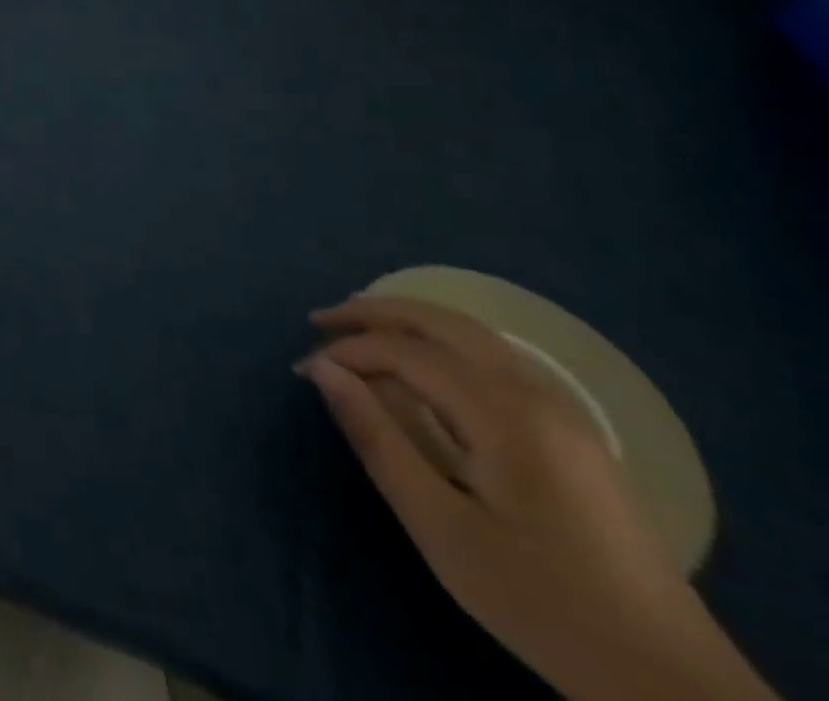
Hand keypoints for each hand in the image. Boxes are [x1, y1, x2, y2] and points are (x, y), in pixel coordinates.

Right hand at [300, 297, 776, 700]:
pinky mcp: (573, 429)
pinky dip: (443, 342)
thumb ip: (378, 439)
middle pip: (441, 321)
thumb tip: (323, 371)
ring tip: (358, 332)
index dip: (348, 352)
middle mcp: (536, 392)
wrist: (671, 681)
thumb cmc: (539, 602)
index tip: (304, 372)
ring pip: (471, 332)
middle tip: (320, 323)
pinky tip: (422, 363)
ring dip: (409, 322)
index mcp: (504, 413)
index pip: (405, 352)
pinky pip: (494, 357)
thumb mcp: (441, 527)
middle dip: (374, 312)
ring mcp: (563, 408)